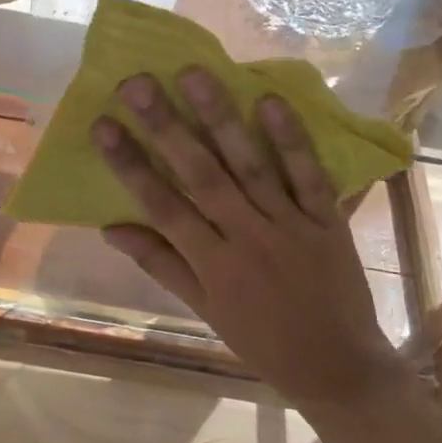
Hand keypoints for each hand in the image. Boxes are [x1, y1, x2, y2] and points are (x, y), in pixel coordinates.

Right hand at [94, 68, 406, 410]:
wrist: (338, 368)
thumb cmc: (262, 341)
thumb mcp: (204, 311)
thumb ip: (161, 265)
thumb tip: (112, 227)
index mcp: (212, 264)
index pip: (161, 205)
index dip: (129, 164)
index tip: (103, 124)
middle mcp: (246, 237)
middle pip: (201, 174)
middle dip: (167, 126)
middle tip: (138, 82)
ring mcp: (290, 225)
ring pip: (250, 164)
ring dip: (221, 118)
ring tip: (194, 74)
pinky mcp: (328, 221)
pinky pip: (309, 175)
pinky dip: (291, 139)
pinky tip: (271, 100)